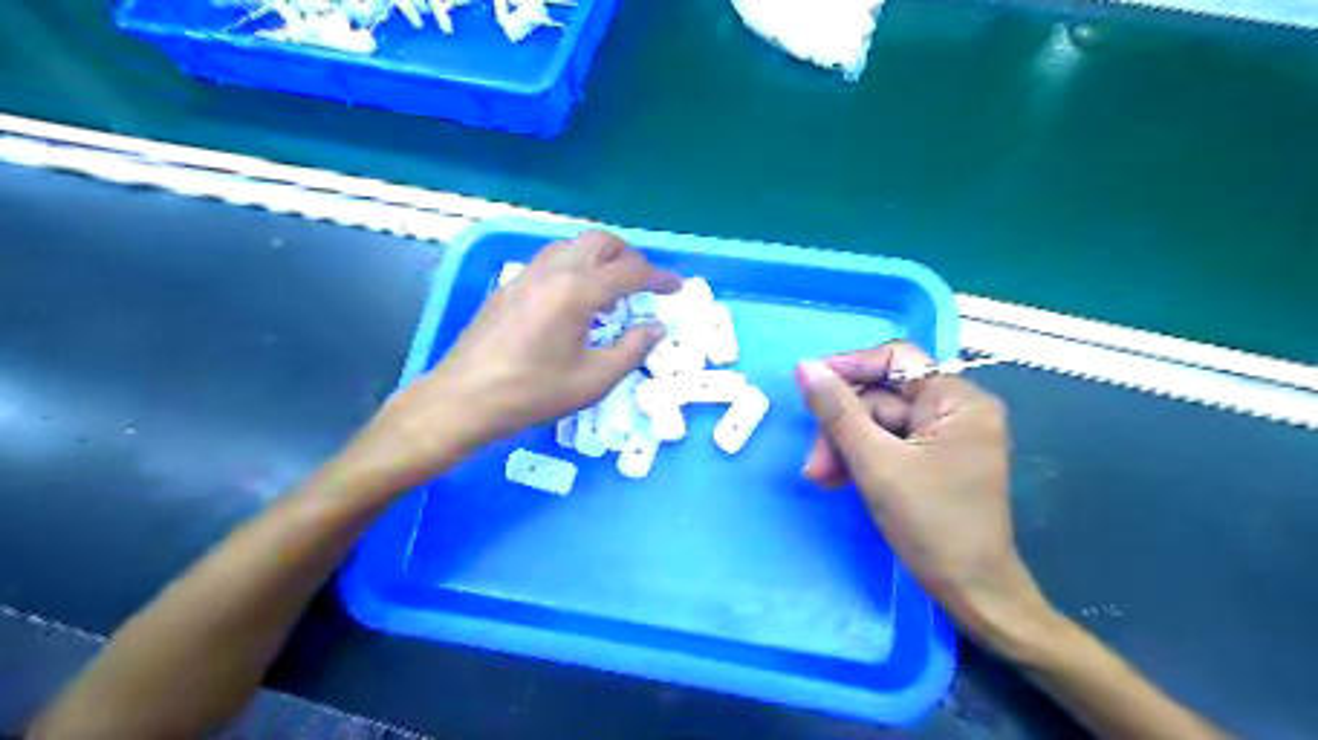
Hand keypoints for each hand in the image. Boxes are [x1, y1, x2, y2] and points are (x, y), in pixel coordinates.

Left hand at [350, 228, 677, 486]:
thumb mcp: (593, 380)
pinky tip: (575, 301)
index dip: (659, 278)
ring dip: (599, 257)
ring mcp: (525, 275)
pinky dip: (574, 267)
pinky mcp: (508, 287)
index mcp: (576, 291)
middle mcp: (551, 271)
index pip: (629, 272)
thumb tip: (656, 327)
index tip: (676, 287)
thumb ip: (631, 349)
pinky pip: (550, 260)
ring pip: (571, 245)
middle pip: (599, 241)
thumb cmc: (532, 393)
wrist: (463, 400)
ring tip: (611, 288)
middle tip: (643, 282)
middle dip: (628, 256)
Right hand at [792, 344, 1056, 649]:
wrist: (972, 594)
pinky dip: (861, 459)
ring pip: (879, 423)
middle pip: (882, 397)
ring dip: (845, 447)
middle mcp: (956, 410)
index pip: (896, 359)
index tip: (809, 385)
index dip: (850, 367)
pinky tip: (838, 479)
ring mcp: (945, 437)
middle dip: (842, 426)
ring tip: (820, 478)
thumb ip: (837, 411)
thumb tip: (804, 368)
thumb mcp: (875, 463)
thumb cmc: (931, 525)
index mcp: (958, 400)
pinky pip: (888, 444)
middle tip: (814, 461)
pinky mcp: (934, 460)